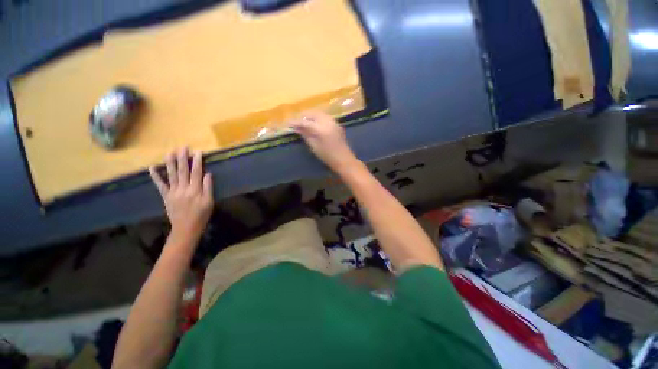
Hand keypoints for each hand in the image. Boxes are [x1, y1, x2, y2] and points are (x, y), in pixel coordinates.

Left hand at [149, 148, 213, 240]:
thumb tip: (207, 174)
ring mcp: (173, 192)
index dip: (197, 161)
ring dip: (170, 163)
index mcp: (195, 190)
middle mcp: (183, 188)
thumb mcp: (209, 202)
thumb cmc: (201, 215)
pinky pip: (160, 185)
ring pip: (171, 175)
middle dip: (182, 158)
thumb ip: (208, 187)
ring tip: (170, 152)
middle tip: (182, 147)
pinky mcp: (166, 196)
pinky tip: (152, 168)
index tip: (198, 152)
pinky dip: (155, 176)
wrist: (186, 228)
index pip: (196, 172)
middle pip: (183, 171)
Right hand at [289, 112, 359, 173]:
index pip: (305, 122)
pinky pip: (325, 116)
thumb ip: (306, 135)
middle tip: (296, 123)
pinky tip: (314, 123)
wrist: (344, 159)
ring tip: (304, 122)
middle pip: (312, 113)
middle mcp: (327, 121)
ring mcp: (333, 121)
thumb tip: (296, 128)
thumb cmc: (328, 156)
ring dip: (310, 116)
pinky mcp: (336, 124)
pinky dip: (317, 118)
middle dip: (303, 116)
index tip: (288, 124)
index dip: (295, 122)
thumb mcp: (314, 147)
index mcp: (320, 128)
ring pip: (319, 113)